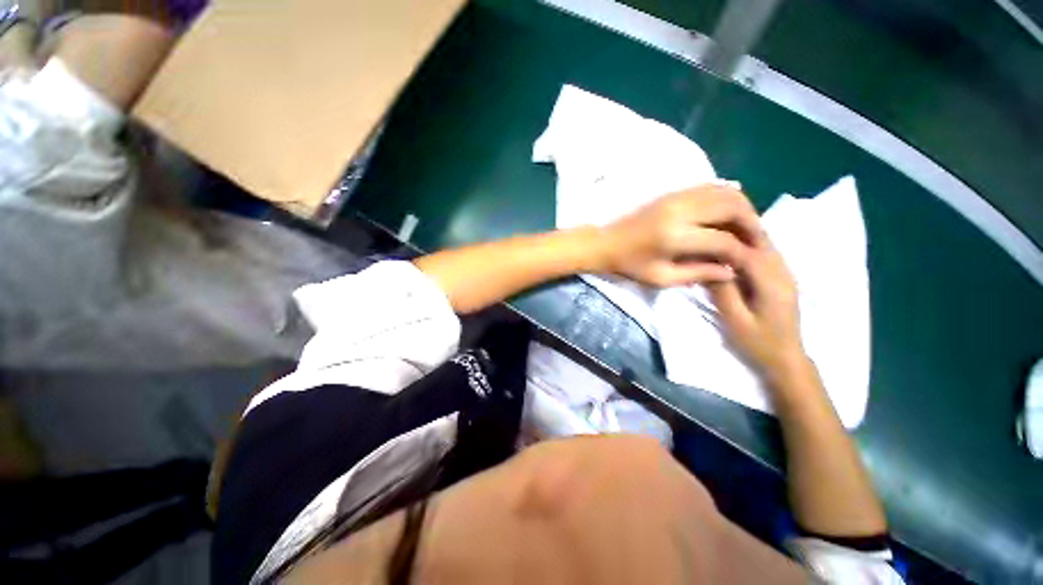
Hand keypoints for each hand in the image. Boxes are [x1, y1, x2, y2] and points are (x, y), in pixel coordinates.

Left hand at [599, 185, 762, 286]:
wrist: (605, 242)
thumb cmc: (629, 264)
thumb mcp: (660, 278)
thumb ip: (697, 274)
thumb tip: (731, 271)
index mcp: (675, 237)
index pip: (723, 240)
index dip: (742, 252)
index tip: (749, 261)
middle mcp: (679, 211)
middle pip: (732, 206)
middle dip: (752, 223)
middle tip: (755, 241)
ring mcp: (676, 197)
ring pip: (724, 191)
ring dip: (742, 207)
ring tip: (745, 228)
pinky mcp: (672, 192)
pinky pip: (709, 186)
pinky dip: (726, 196)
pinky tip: (730, 211)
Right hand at [707, 238, 806, 381]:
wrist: (786, 359)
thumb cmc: (758, 343)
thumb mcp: (735, 320)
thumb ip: (722, 291)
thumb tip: (709, 266)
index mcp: (773, 285)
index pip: (749, 253)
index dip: (726, 243)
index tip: (703, 239)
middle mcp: (784, 275)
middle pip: (762, 244)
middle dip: (737, 233)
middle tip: (710, 228)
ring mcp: (786, 277)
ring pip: (767, 248)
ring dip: (744, 238)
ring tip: (718, 234)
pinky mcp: (783, 281)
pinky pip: (767, 256)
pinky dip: (750, 248)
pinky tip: (734, 250)